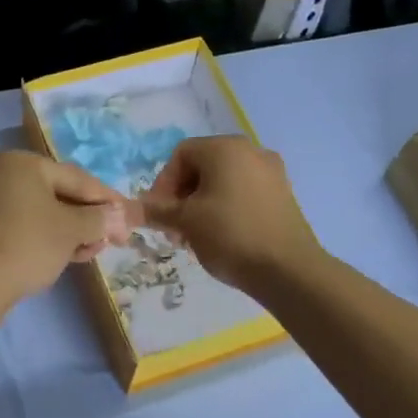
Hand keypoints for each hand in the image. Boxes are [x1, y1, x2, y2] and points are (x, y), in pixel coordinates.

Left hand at [0, 151, 133, 310]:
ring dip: (73, 231)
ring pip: (44, 213)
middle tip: (114, 239)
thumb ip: (99, 218)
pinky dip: (50, 238)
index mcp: (22, 164)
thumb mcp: (72, 230)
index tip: (129, 218)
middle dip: (89, 218)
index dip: (107, 199)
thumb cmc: (28, 244)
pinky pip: (28, 227)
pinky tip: (70, 256)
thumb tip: (120, 216)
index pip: (77, 178)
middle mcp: (4, 176)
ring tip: (94, 251)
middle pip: (60, 194)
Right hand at [142, 136, 321, 290]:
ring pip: (223, 181)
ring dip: (201, 204)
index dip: (162, 184)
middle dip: (181, 196)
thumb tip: (129, 208)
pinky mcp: (283, 194)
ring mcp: (271, 172)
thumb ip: (156, 210)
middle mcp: (251, 151)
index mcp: (225, 148)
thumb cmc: (230, 235)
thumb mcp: (185, 222)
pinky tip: (221, 236)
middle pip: (202, 165)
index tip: (159, 215)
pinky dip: (226, 208)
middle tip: (174, 228)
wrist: (288, 269)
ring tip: (195, 236)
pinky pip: (244, 192)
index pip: (181, 154)